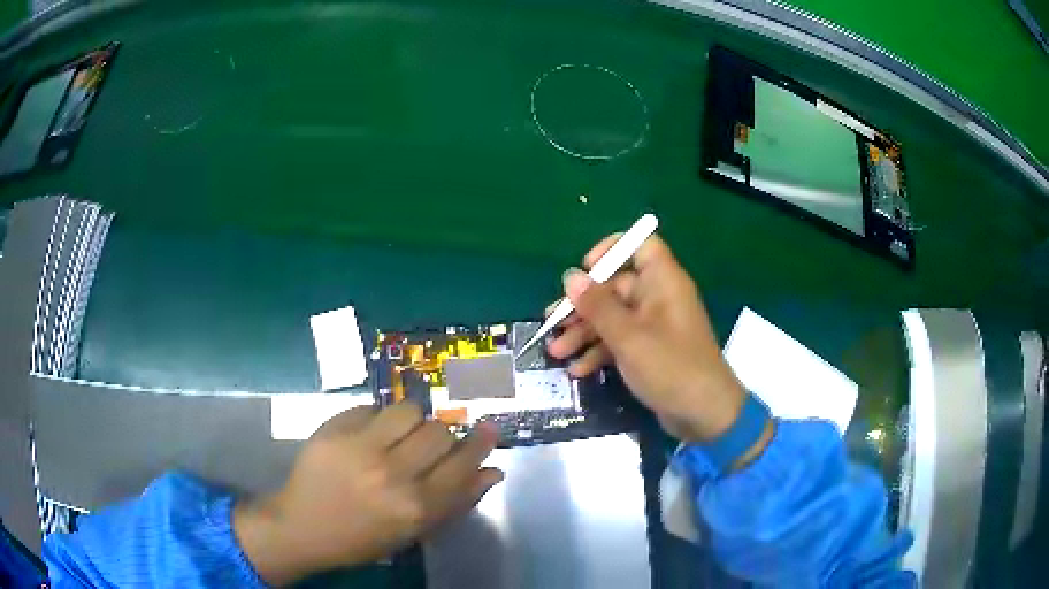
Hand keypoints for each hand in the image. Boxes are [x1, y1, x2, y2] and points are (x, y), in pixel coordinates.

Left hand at [234, 404, 502, 585]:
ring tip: (400, 433)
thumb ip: (457, 503)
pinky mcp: (334, 429)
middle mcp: (392, 474)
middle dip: (441, 436)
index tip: (489, 429)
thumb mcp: (415, 532)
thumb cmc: (363, 538)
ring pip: (408, 410)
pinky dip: (378, 418)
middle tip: (430, 444)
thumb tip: (493, 472)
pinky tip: (369, 434)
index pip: (462, 464)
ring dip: (412, 421)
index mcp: (416, 507)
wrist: (303, 526)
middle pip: (438, 432)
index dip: (480, 443)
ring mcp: (360, 447)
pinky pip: (372, 407)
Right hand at [546, 233, 747, 442]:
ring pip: (613, 317)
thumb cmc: (670, 366)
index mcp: (662, 282)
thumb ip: (597, 306)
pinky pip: (620, 341)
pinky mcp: (650, 350)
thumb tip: (569, 277)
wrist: (704, 414)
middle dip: (582, 306)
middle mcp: (658, 298)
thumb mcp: (628, 336)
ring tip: (556, 353)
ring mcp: (654, 326)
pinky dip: (600, 352)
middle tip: (552, 323)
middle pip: (615, 287)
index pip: (640, 245)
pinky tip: (578, 371)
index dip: (611, 250)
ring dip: (584, 333)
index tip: (584, 270)